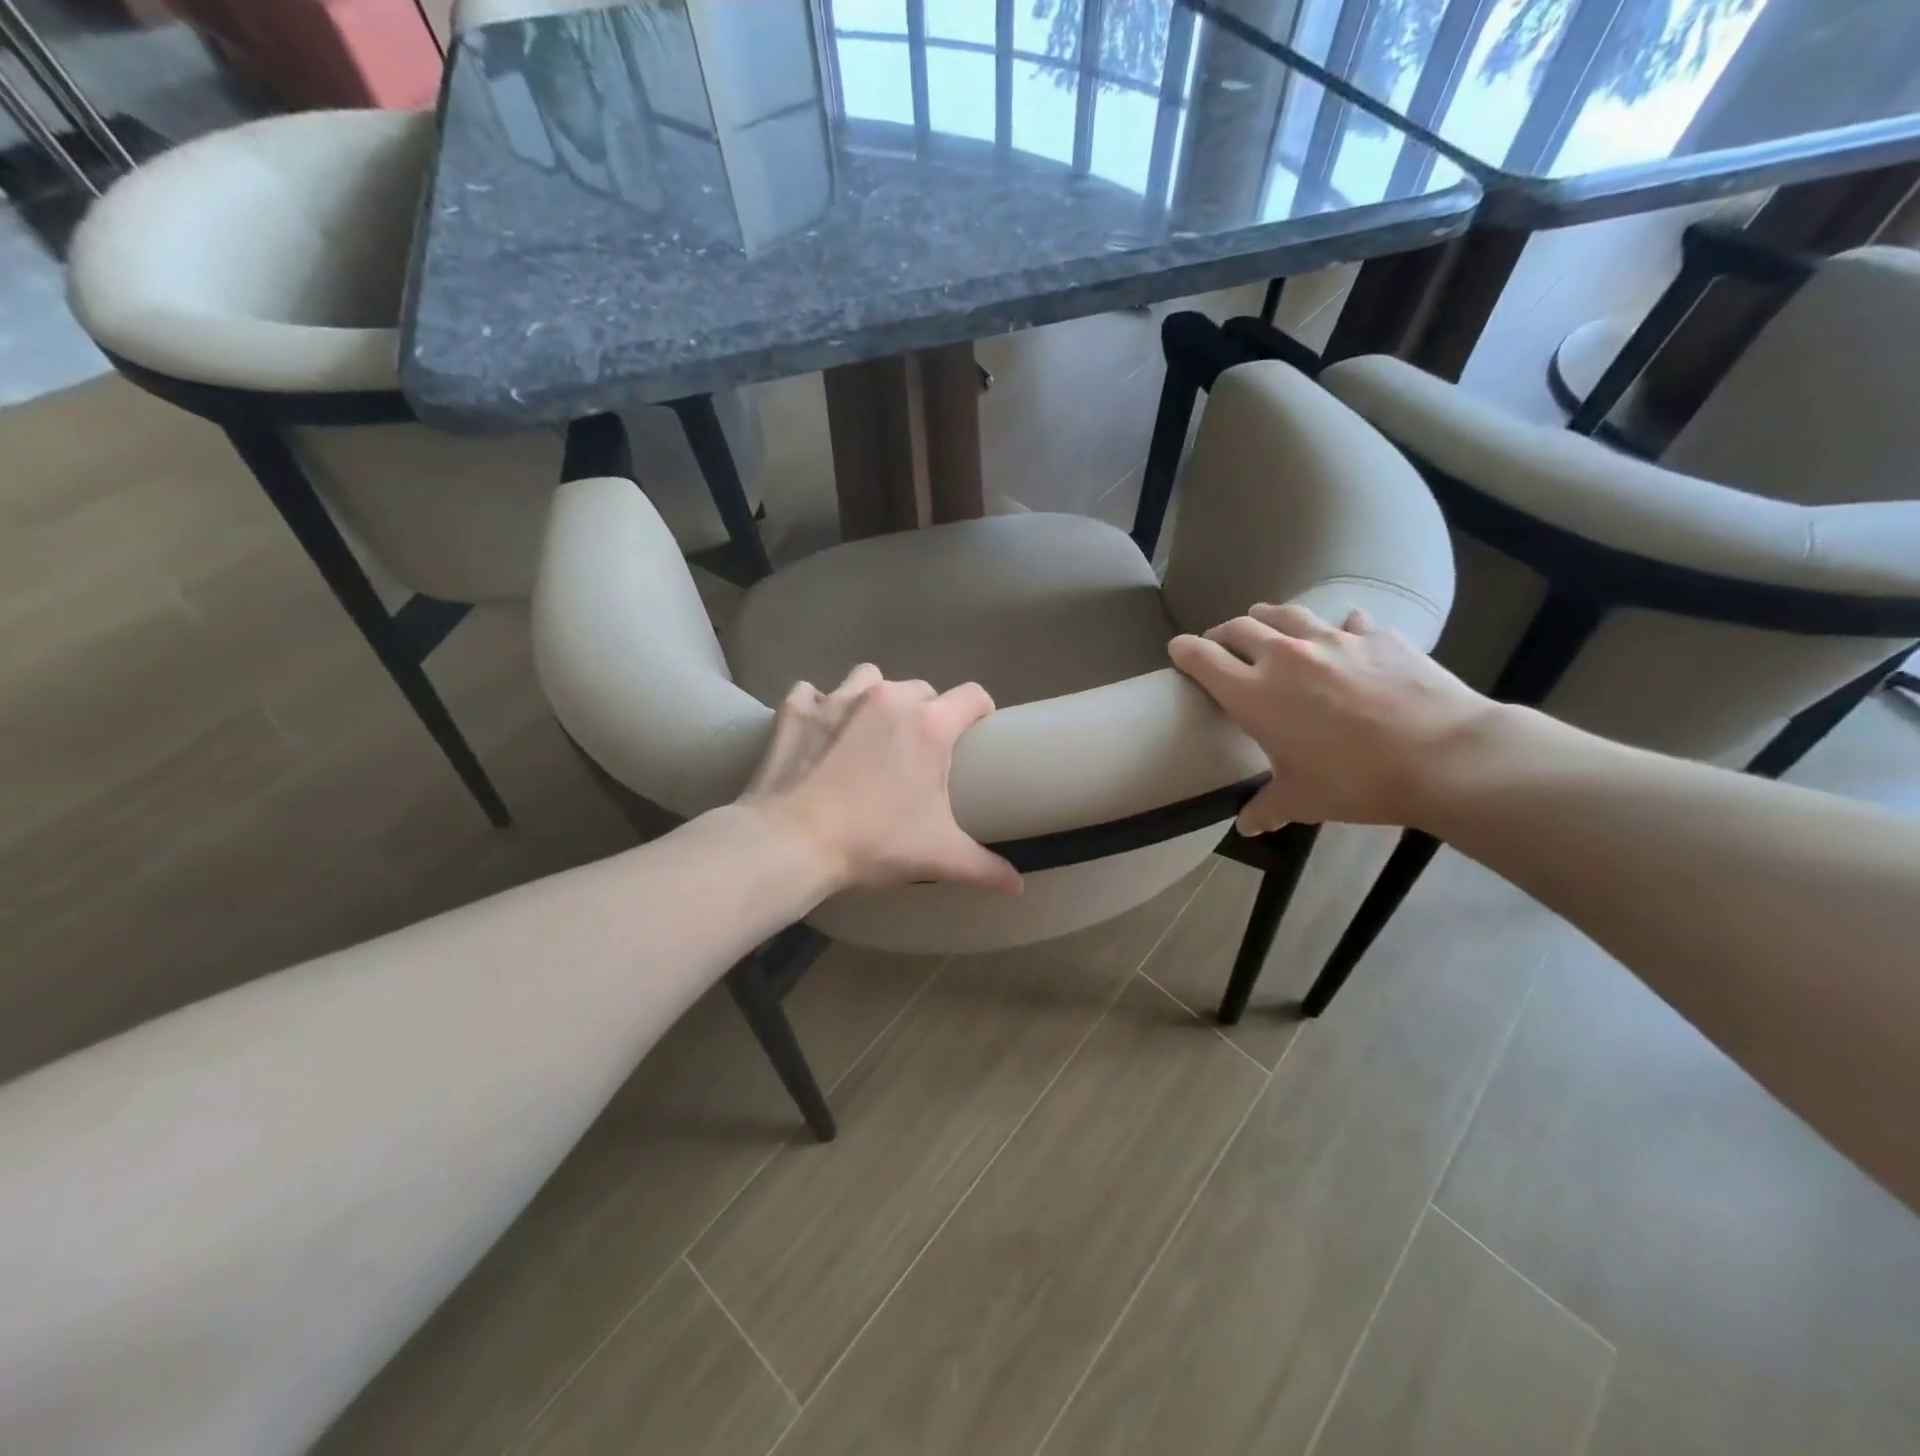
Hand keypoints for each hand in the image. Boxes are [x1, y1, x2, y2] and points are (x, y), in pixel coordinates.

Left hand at [736, 664, 1022, 896]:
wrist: (790, 842)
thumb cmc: (873, 843)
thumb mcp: (938, 856)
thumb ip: (985, 868)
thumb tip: (1018, 888)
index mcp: (930, 726)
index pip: (973, 696)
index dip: (981, 710)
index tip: (977, 730)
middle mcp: (888, 699)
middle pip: (922, 689)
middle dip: (926, 713)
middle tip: (918, 750)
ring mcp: (839, 698)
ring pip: (870, 678)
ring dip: (876, 699)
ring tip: (868, 732)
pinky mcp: (796, 709)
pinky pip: (813, 693)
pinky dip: (819, 706)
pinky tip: (818, 732)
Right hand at [1168, 603, 1499, 833]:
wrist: (1443, 756)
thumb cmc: (1356, 781)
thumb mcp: (1303, 800)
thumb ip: (1267, 808)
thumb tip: (1247, 827)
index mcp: (1254, 694)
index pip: (1203, 658)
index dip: (1185, 651)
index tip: (1178, 650)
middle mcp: (1285, 657)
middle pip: (1239, 628)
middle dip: (1222, 634)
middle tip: (1220, 645)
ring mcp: (1332, 640)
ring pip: (1285, 613)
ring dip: (1267, 618)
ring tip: (1265, 625)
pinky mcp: (1376, 637)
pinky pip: (1348, 622)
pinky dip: (1338, 629)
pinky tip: (1346, 636)